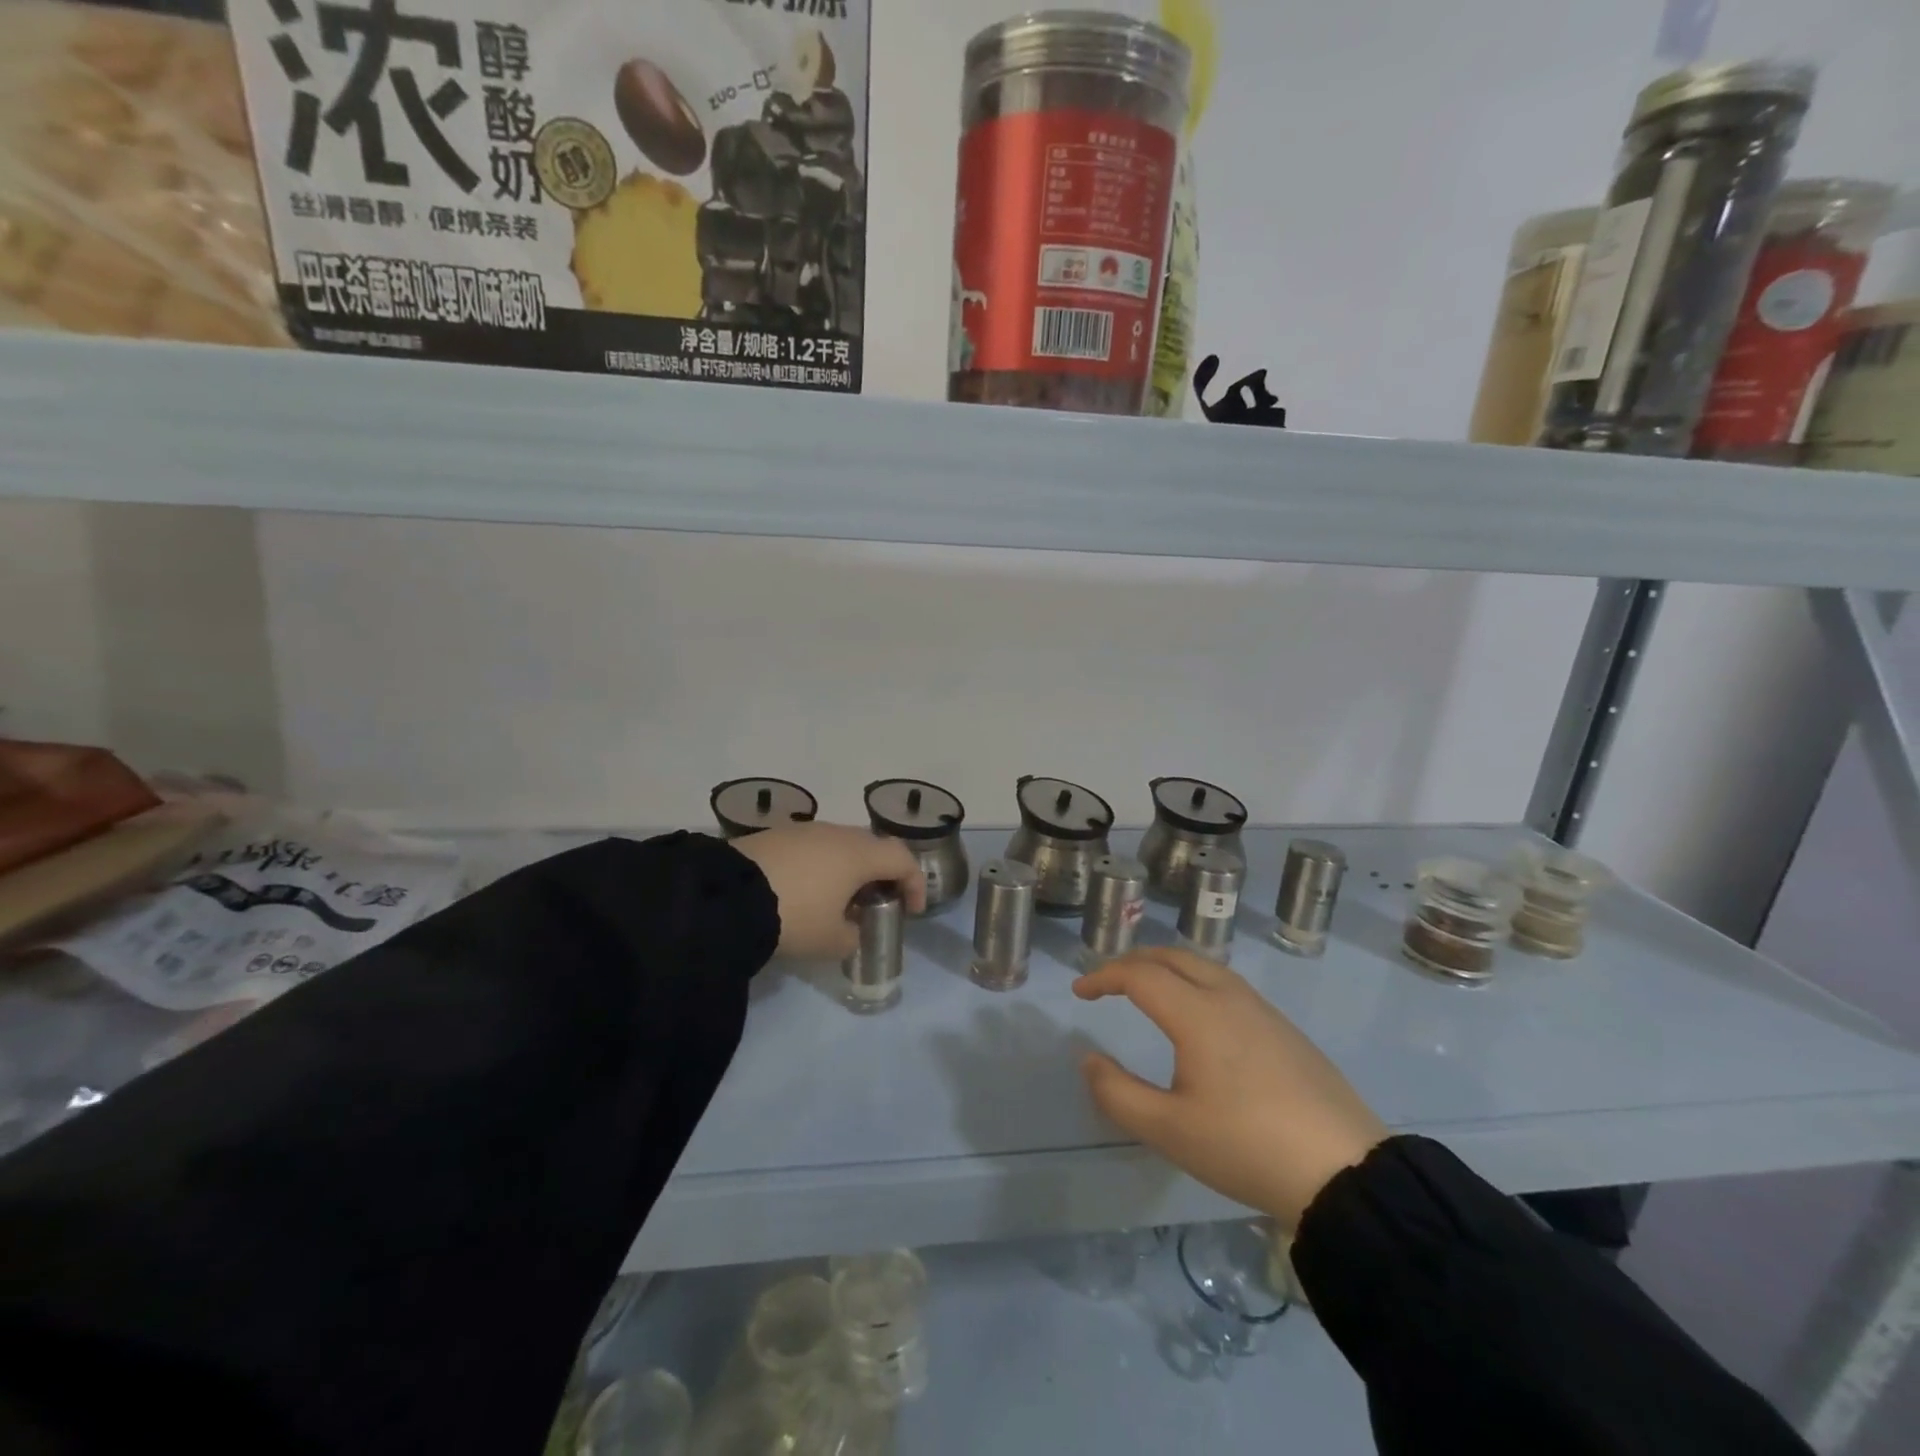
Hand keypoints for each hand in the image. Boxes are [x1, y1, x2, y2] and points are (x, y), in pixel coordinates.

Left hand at [729, 822, 925, 959]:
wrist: (726, 896)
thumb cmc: (794, 916)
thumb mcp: (831, 941)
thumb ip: (853, 937)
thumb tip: (852, 931)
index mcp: (859, 854)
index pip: (902, 859)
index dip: (915, 883)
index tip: (913, 911)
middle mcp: (836, 834)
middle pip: (872, 847)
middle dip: (881, 874)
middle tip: (876, 903)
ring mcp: (804, 830)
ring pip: (840, 845)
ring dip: (848, 870)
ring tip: (838, 901)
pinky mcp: (775, 835)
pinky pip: (812, 848)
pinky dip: (820, 867)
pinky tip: (805, 892)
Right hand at [1074, 947, 1387, 1228]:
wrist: (1346, 1172)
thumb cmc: (1246, 1147)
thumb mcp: (1169, 1130)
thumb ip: (1118, 1093)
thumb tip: (1089, 1060)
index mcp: (1198, 1014)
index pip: (1139, 975)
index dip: (1103, 976)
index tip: (1080, 992)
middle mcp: (1229, 997)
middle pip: (1173, 957)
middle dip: (1134, 961)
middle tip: (1109, 982)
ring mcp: (1263, 1010)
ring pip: (1205, 966)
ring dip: (1168, 968)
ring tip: (1148, 990)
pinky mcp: (1286, 1029)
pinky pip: (1229, 985)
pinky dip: (1196, 982)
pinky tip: (1200, 1015)